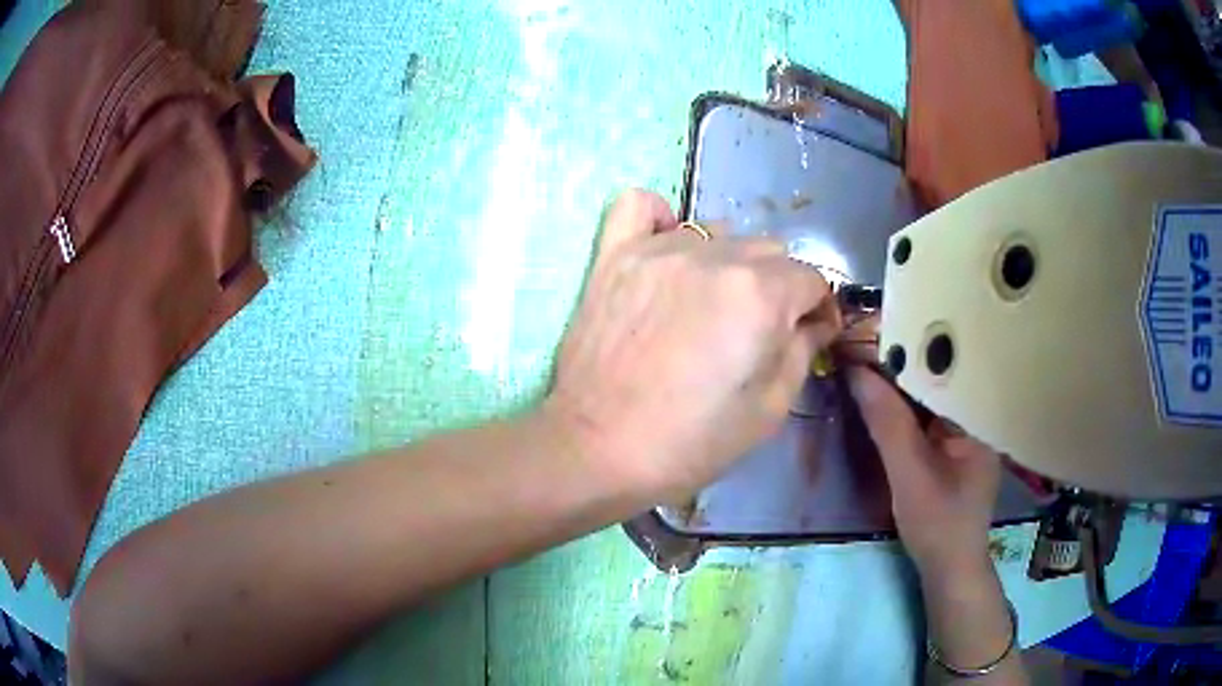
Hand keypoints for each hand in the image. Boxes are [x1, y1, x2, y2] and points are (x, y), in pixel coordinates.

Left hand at [547, 189, 840, 503]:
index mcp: (760, 294)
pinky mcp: (615, 255)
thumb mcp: (769, 411)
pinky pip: (641, 206)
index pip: (811, 279)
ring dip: (728, 261)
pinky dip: (660, 218)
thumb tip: (815, 321)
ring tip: (709, 302)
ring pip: (717, 232)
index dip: (818, 309)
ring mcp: (659, 249)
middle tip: (757, 330)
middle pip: (769, 252)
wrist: (598, 449)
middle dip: (777, 288)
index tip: (810, 333)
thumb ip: (802, 351)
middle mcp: (715, 256)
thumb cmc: (691, 443)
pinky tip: (665, 246)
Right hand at [845, 361, 1000, 577]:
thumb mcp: (909, 473)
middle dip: (902, 362)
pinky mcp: (956, 446)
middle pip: (938, 377)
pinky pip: (930, 414)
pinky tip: (885, 398)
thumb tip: (856, 370)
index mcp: (980, 412)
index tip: (870, 335)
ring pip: (932, 395)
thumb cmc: (937, 523)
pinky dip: (907, 406)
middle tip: (862, 345)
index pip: (944, 366)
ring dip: (902, 384)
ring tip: (868, 361)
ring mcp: (969, 430)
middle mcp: (979, 413)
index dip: (907, 348)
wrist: (949, 569)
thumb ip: (887, 423)